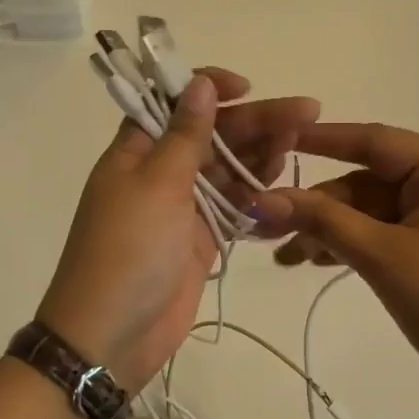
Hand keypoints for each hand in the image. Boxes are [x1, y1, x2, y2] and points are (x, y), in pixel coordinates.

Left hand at [37, 69, 319, 391]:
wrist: (111, 336)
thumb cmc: (128, 251)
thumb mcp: (156, 185)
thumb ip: (185, 136)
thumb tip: (198, 83)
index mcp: (136, 151)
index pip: (172, 103)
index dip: (207, 89)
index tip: (246, 87)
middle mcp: (159, 173)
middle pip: (211, 136)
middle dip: (254, 123)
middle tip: (307, 113)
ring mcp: (181, 208)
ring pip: (227, 171)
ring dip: (260, 156)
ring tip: (299, 143)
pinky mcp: (200, 240)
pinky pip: (234, 209)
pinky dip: (256, 198)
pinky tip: (285, 186)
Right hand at [251, 123, 418, 406]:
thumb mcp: (381, 256)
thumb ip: (322, 220)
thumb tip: (262, 199)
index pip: (377, 142)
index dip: (324, 139)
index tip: (277, 138)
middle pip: (369, 183)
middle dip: (320, 205)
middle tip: (268, 225)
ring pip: (372, 213)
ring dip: (330, 230)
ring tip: (286, 256)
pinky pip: (385, 236)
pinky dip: (351, 246)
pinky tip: (314, 262)